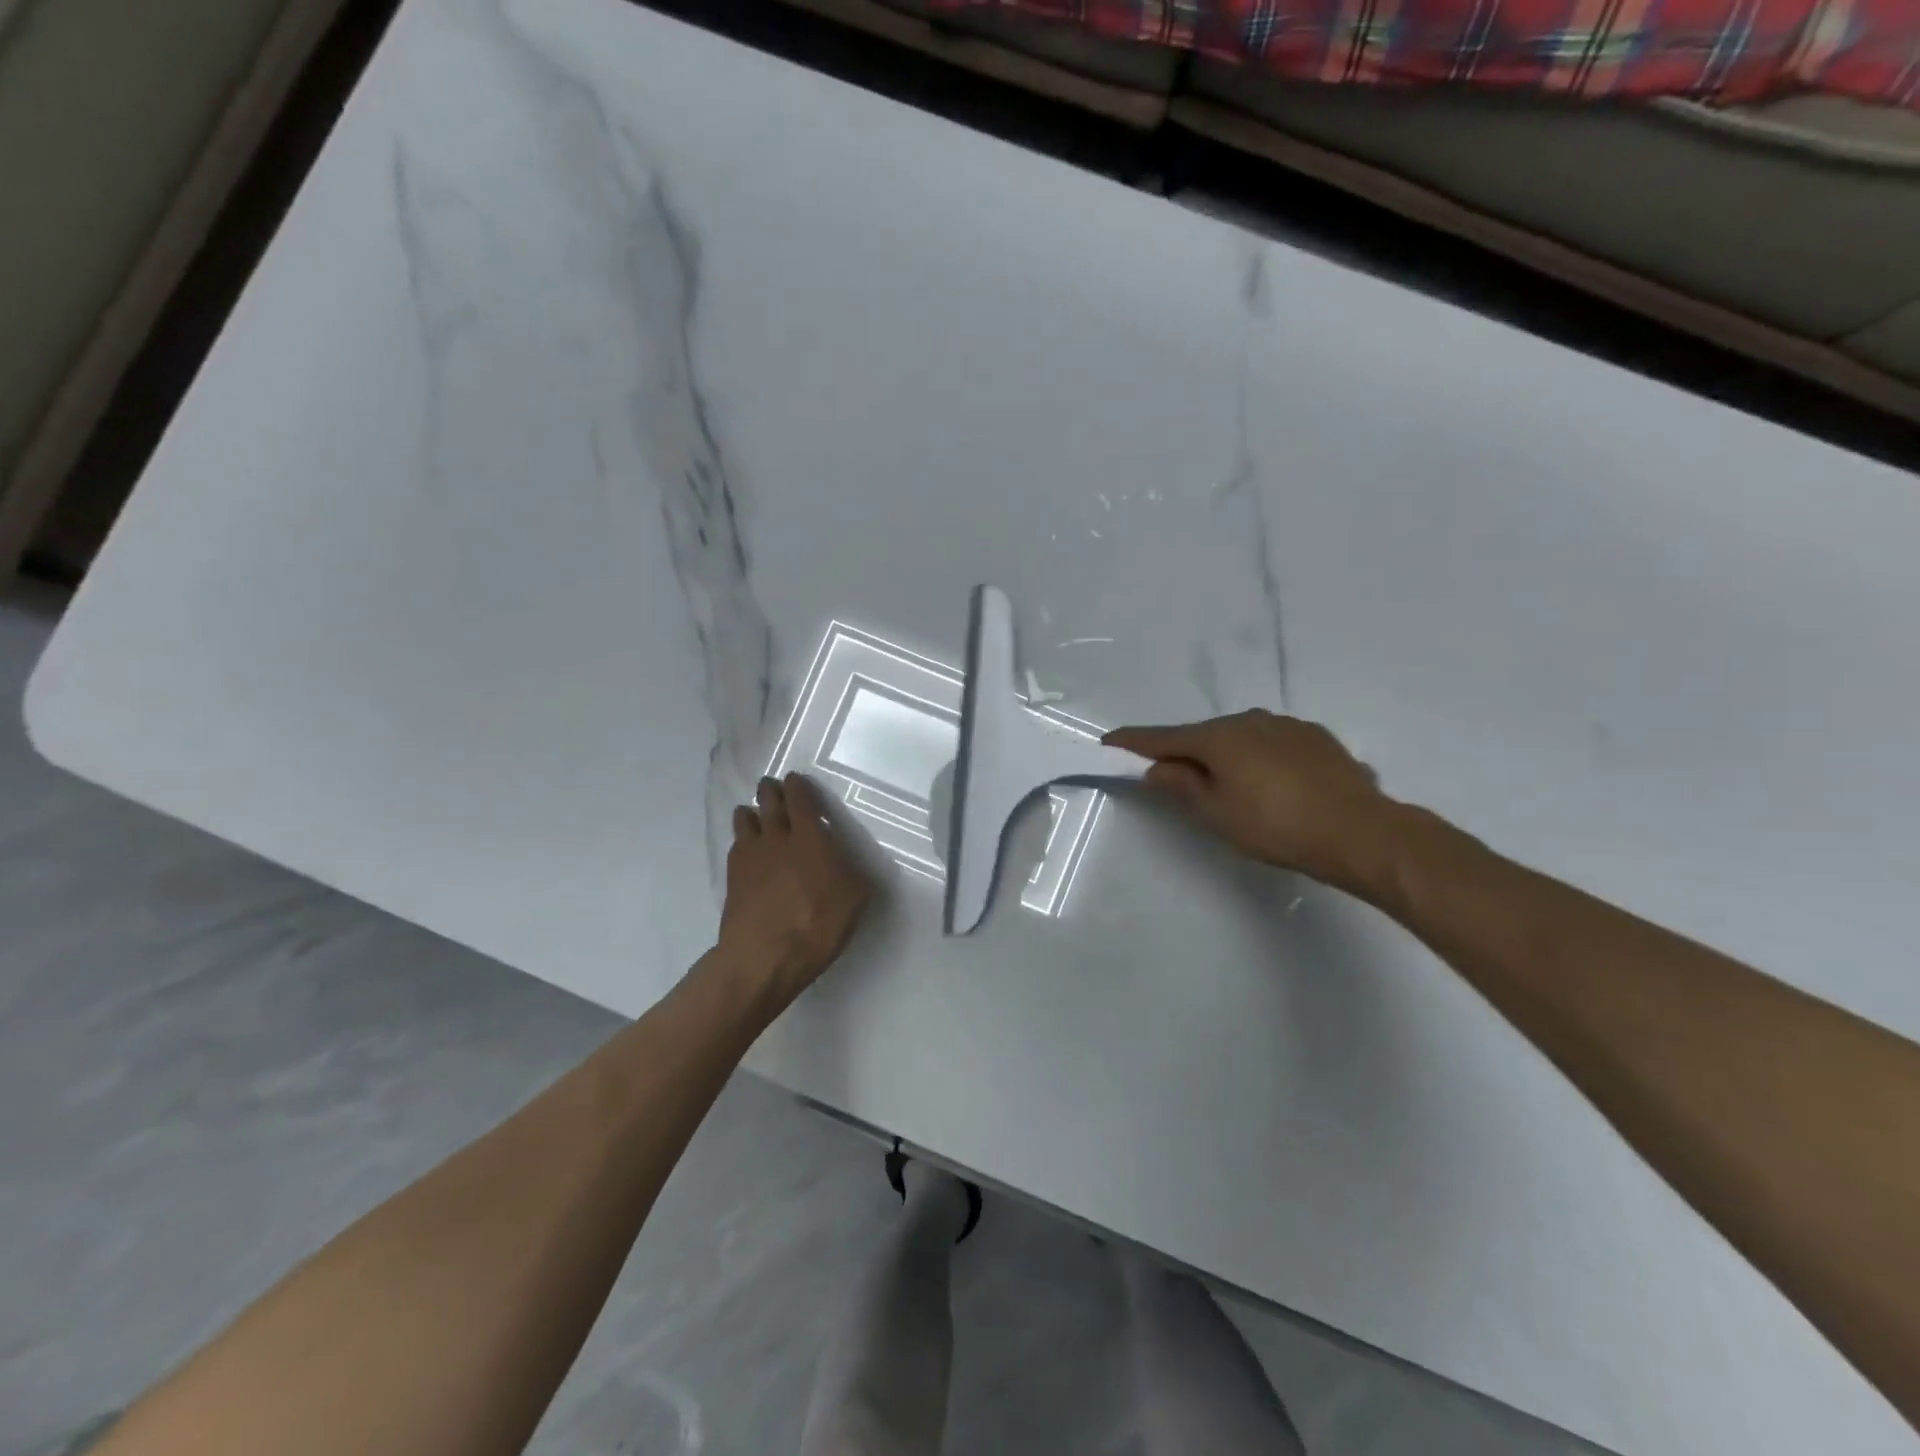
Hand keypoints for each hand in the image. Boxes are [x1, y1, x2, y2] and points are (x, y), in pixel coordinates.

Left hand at [718, 773, 872, 996]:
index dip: (798, 786)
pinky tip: (746, 848)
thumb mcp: (855, 897)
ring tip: (755, 814)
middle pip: (768, 801)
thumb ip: (852, 870)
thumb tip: (847, 860)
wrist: (764, 956)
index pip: (800, 798)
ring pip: (745, 818)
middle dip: (771, 790)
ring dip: (752, 812)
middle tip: (772, 787)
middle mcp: (777, 837)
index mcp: (809, 836)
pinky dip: (741, 839)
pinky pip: (735, 845)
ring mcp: (750, 855)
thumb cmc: (818, 923)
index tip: (795, 780)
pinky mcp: (732, 877)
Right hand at [1103, 710, 1394, 886]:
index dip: (1134, 741)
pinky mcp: (1316, 737)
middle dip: (1185, 752)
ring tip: (1229, 783)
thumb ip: (1183, 786)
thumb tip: (1157, 768)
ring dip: (1225, 754)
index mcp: (1218, 738)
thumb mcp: (1218, 814)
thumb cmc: (1277, 826)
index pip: (1164, 737)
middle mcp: (1249, 721)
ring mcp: (1286, 725)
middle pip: (1203, 735)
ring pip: (1240, 736)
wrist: (1360, 832)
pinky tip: (1271, 782)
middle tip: (1174, 776)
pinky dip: (1259, 757)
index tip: (1110, 741)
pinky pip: (1271, 742)